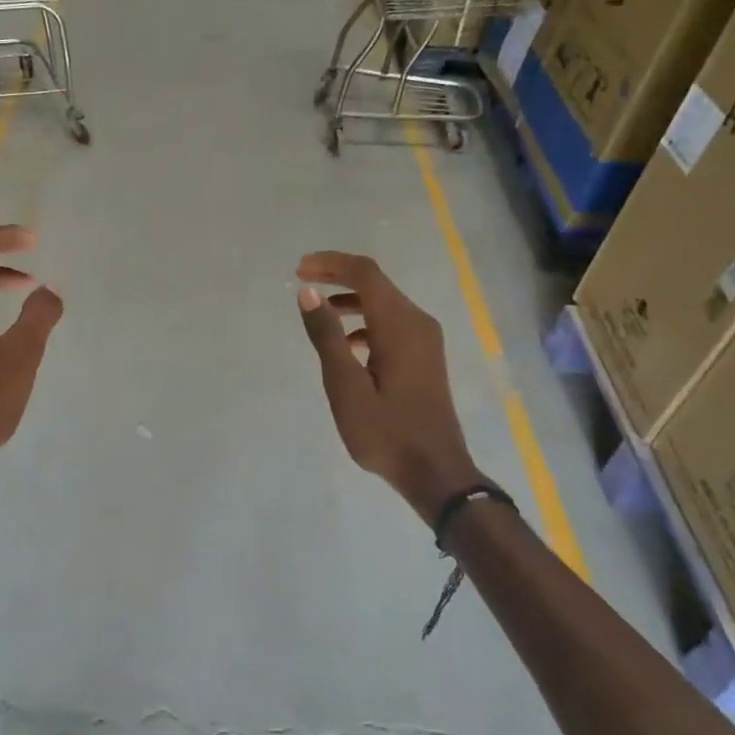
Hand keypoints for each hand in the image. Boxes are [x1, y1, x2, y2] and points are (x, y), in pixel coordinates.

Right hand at [296, 252, 480, 526]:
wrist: (435, 471)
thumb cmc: (385, 431)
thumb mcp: (346, 386)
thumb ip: (326, 336)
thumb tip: (308, 292)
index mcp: (399, 325)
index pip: (365, 274)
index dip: (331, 264)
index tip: (299, 269)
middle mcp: (417, 323)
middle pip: (376, 283)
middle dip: (338, 276)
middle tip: (302, 281)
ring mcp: (424, 340)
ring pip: (384, 303)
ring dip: (350, 299)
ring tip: (318, 311)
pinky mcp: (423, 357)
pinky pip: (391, 323)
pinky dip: (364, 321)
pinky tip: (345, 344)